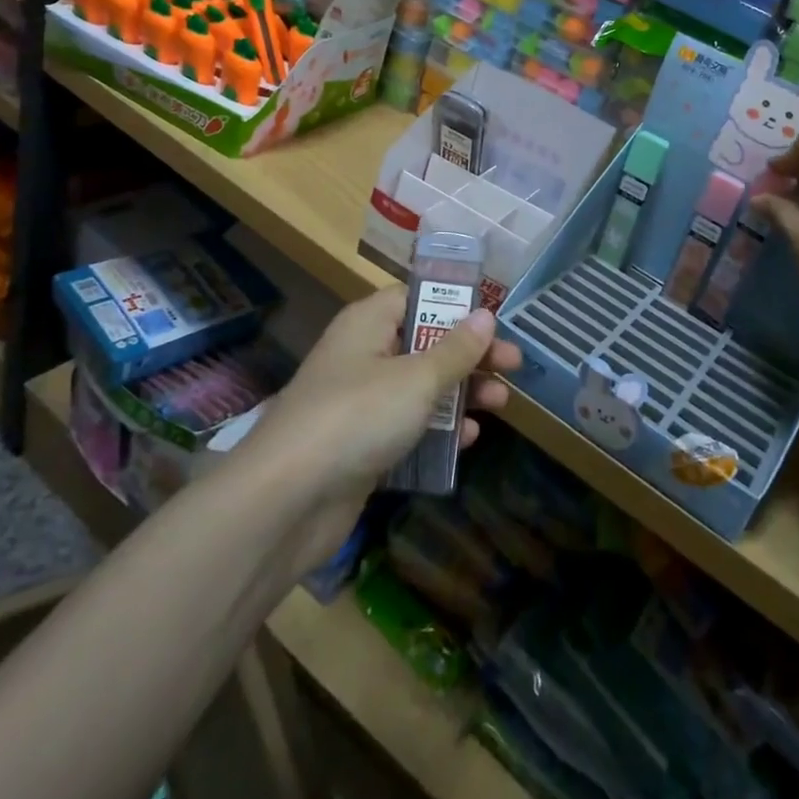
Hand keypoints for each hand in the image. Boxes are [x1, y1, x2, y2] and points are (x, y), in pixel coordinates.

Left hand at [244, 286, 520, 569]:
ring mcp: (360, 402)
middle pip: (425, 343)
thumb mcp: (417, 378)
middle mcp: (364, 354)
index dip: (457, 307)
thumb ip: (455, 349)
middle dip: (470, 356)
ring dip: (460, 393)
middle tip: (512, 368)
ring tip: (500, 404)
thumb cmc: (357, 417)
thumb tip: (485, 315)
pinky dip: (437, 429)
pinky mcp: (360, 445)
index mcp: (370, 322)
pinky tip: (468, 440)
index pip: (418, 297)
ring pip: (420, 387)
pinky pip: (407, 426)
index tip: (494, 324)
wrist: (285, 501)